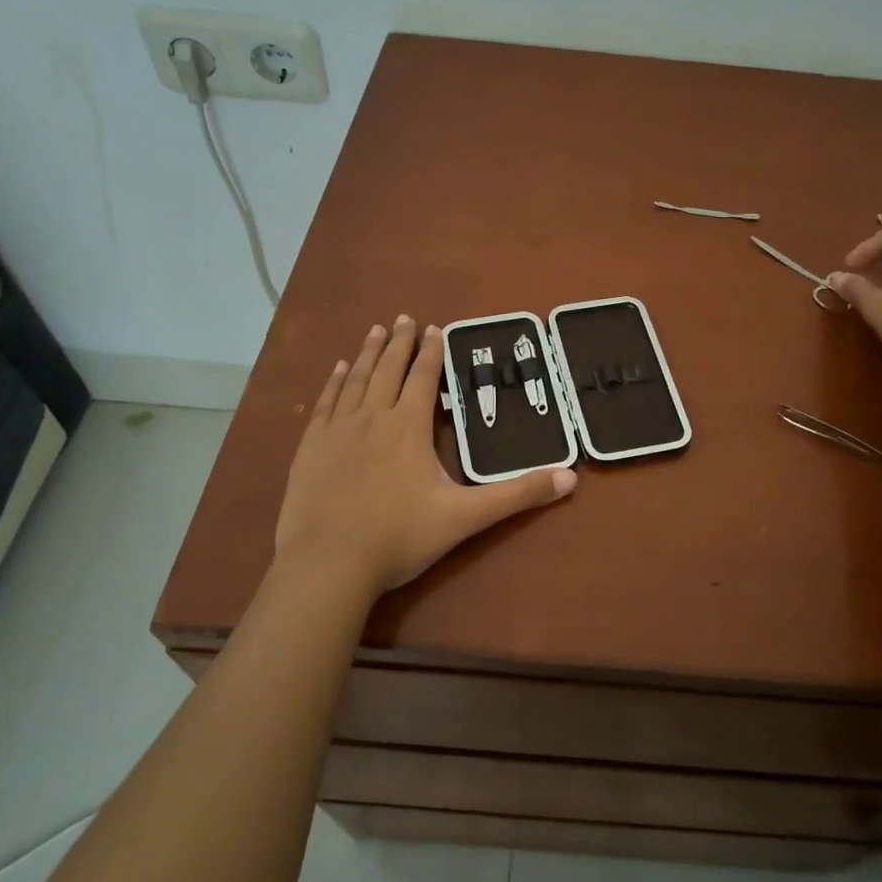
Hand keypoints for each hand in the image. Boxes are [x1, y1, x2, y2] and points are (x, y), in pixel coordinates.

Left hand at [274, 317, 576, 593]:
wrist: (329, 564)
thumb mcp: (466, 517)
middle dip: (400, 343)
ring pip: (356, 380)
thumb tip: (570, 478)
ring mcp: (338, 431)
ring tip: (375, 331)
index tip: (435, 328)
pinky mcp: (311, 447)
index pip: (424, 378)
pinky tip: (337, 370)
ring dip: (368, 353)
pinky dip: (334, 382)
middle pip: (389, 369)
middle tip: (404, 318)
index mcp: (409, 427)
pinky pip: (325, 403)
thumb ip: (517, 495)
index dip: (431, 352)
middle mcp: (373, 417)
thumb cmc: (400, 537)